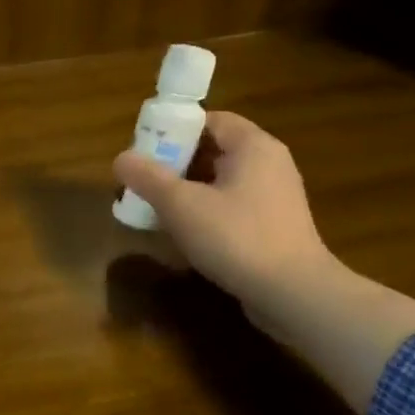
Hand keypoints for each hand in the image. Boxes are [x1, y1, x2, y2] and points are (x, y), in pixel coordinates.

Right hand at [114, 111, 337, 310]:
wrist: (292, 294)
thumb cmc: (236, 237)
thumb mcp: (180, 205)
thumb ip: (148, 177)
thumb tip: (121, 158)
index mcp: (253, 146)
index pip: (211, 120)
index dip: (176, 129)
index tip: (145, 149)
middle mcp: (270, 164)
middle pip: (215, 150)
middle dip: (176, 163)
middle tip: (143, 180)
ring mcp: (275, 197)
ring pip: (222, 181)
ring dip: (188, 190)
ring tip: (156, 208)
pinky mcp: (275, 226)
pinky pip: (233, 206)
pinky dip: (207, 211)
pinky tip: (184, 232)